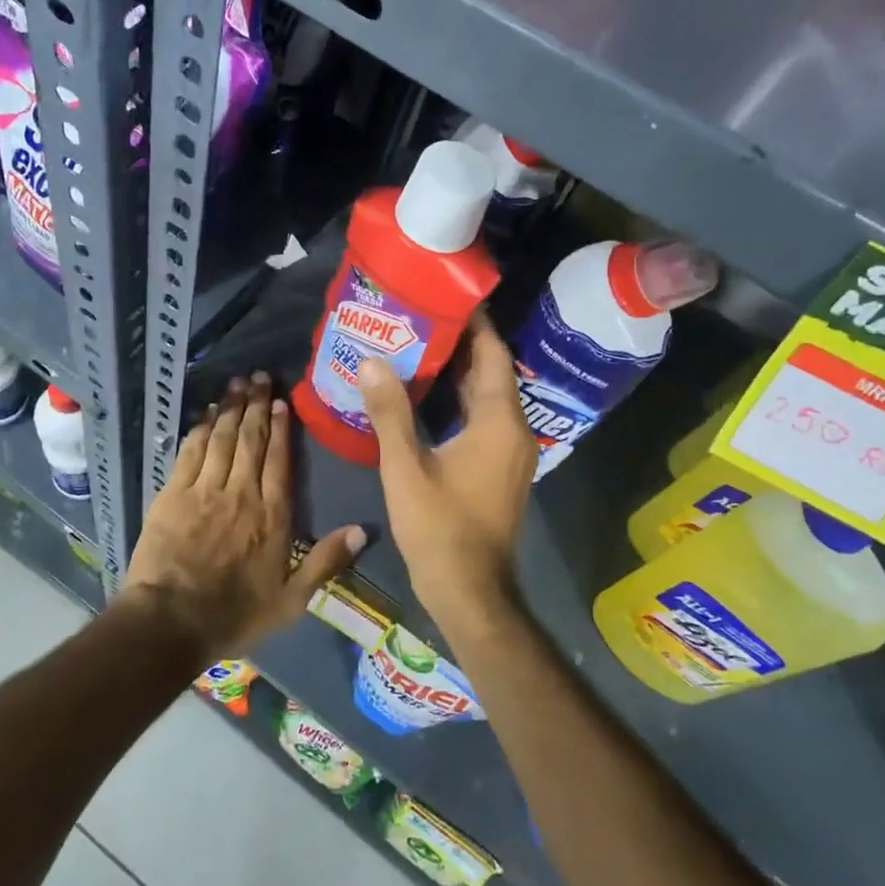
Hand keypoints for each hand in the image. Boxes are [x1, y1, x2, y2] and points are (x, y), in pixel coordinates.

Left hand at [123, 373, 363, 661]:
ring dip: (231, 408)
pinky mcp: (174, 494)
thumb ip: (326, 563)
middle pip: (251, 440)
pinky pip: (191, 451)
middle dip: (257, 405)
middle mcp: (241, 493)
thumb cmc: (234, 615)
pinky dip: (201, 428)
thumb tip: (362, 530)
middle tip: (260, 377)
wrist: (171, 622)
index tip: (282, 402)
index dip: (281, 429)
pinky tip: (207, 412)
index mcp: (272, 516)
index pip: (279, 461)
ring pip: (223, 438)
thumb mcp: (291, 601)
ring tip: (237, 383)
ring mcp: (205, 490)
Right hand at [357, 315, 535, 637]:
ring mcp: (509, 451)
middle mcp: (513, 429)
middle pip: (490, 372)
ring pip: (486, 397)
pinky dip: (458, 400)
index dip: (474, 323)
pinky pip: (482, 419)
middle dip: (459, 343)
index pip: (492, 355)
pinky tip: (425, 394)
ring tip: (416, 345)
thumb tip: (371, 360)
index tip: (445, 295)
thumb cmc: (440, 527)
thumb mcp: (406, 468)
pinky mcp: (499, 468)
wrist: (470, 591)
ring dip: (457, 372)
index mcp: (498, 422)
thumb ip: (389, 412)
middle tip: (419, 316)